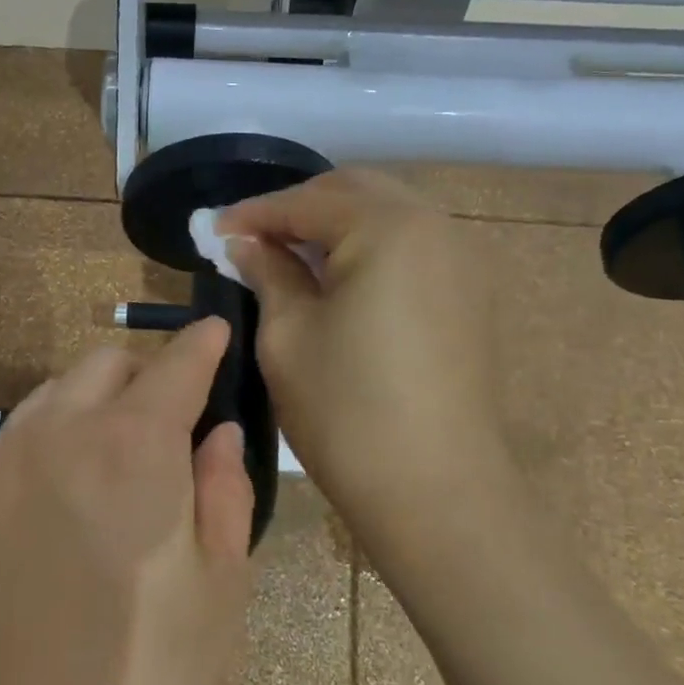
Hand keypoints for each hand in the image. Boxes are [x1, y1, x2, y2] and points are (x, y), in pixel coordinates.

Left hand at [0, 318, 254, 684]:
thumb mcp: (220, 591)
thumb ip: (224, 491)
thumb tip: (217, 430)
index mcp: (133, 448)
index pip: (176, 365)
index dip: (202, 343)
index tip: (217, 332)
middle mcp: (60, 434)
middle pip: (108, 364)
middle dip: (147, 373)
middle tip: (172, 419)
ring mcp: (0, 463)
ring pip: (56, 392)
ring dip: (95, 400)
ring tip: (118, 453)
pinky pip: (17, 437)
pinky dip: (53, 436)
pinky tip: (66, 493)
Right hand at [219, 170, 511, 554]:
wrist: (437, 491)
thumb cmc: (347, 411)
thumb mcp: (288, 335)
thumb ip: (267, 272)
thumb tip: (246, 243)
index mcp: (388, 228)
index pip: (307, 201)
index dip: (254, 212)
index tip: (212, 229)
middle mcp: (436, 226)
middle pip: (354, 192)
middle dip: (298, 208)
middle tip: (252, 238)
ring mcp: (463, 259)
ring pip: (387, 215)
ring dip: (335, 224)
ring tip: (290, 255)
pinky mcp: (471, 293)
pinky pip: (412, 246)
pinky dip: (370, 247)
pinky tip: (339, 279)